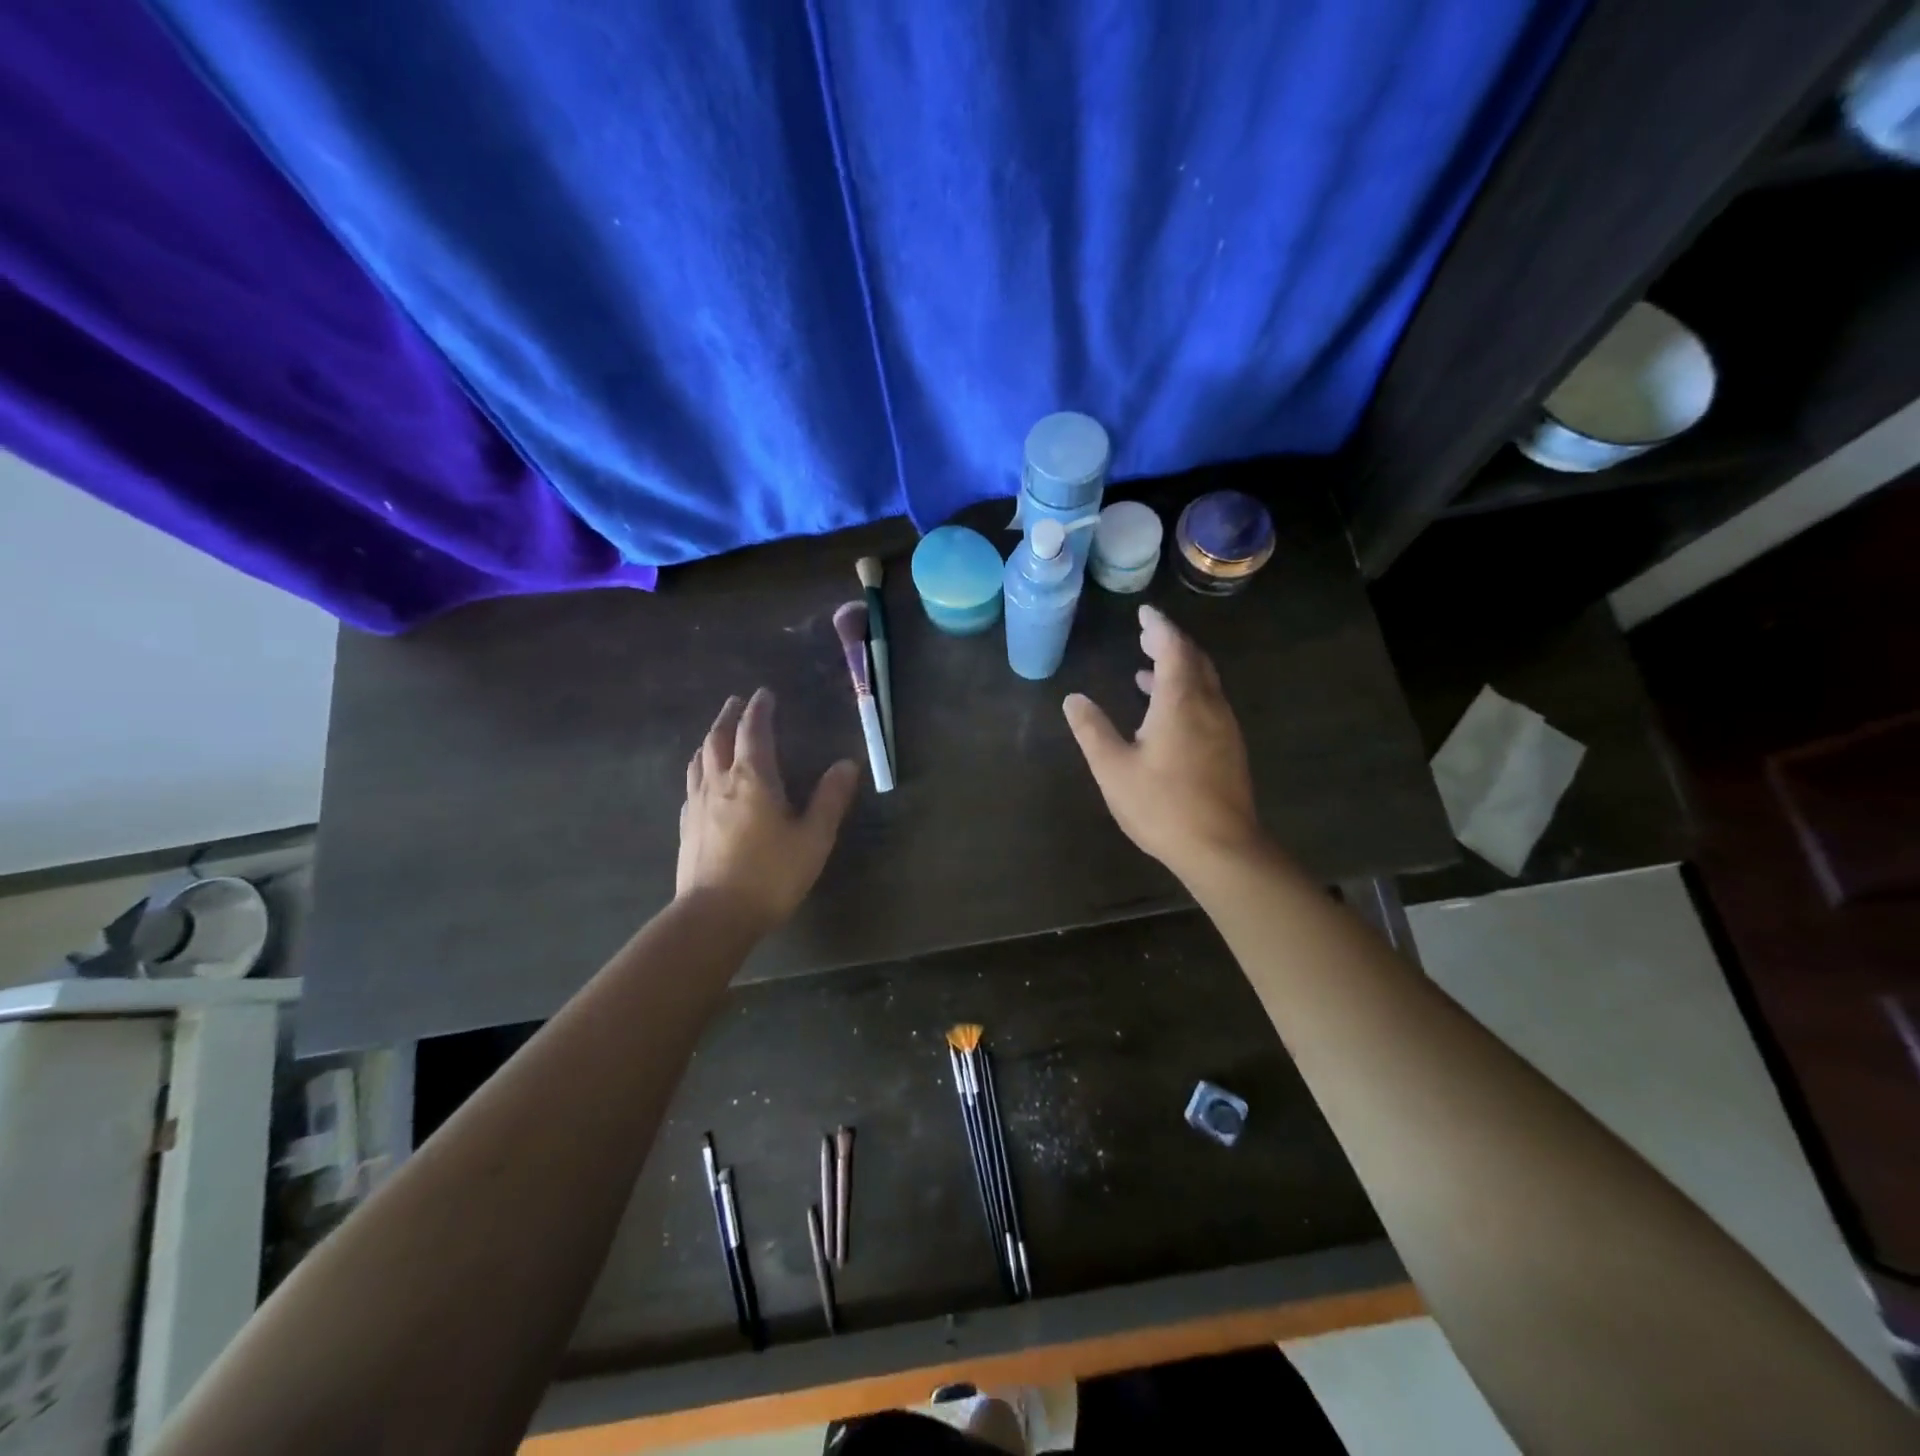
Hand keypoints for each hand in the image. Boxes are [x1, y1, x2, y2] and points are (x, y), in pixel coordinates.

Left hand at [678, 688, 859, 932]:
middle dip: (728, 716)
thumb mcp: (813, 838)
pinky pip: (691, 785)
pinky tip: (702, 782)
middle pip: (718, 738)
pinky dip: (699, 770)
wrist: (714, 916)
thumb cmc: (771, 874)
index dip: (759, 709)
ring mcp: (696, 804)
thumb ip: (830, 799)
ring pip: (699, 759)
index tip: (764, 694)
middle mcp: (719, 782)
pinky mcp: (686, 826)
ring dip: (709, 739)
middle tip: (736, 702)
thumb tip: (847, 764)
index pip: (753, 731)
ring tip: (716, 733)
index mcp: (752, 778)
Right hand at [1063, 605, 1264, 881]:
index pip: (1172, 648)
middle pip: (1194, 660)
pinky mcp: (1229, 749)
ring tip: (1147, 671)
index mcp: (1180, 701)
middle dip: (1170, 643)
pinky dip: (1187, 692)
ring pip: (1204, 683)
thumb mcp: (1113, 768)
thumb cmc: (1161, 805)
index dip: (1158, 627)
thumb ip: (1092, 730)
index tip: (1144, 612)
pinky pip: (1208, 703)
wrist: (1221, 848)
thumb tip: (1073, 699)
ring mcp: (1224, 727)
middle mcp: (1209, 705)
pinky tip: (1167, 714)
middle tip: (1146, 634)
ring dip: (1179, 669)